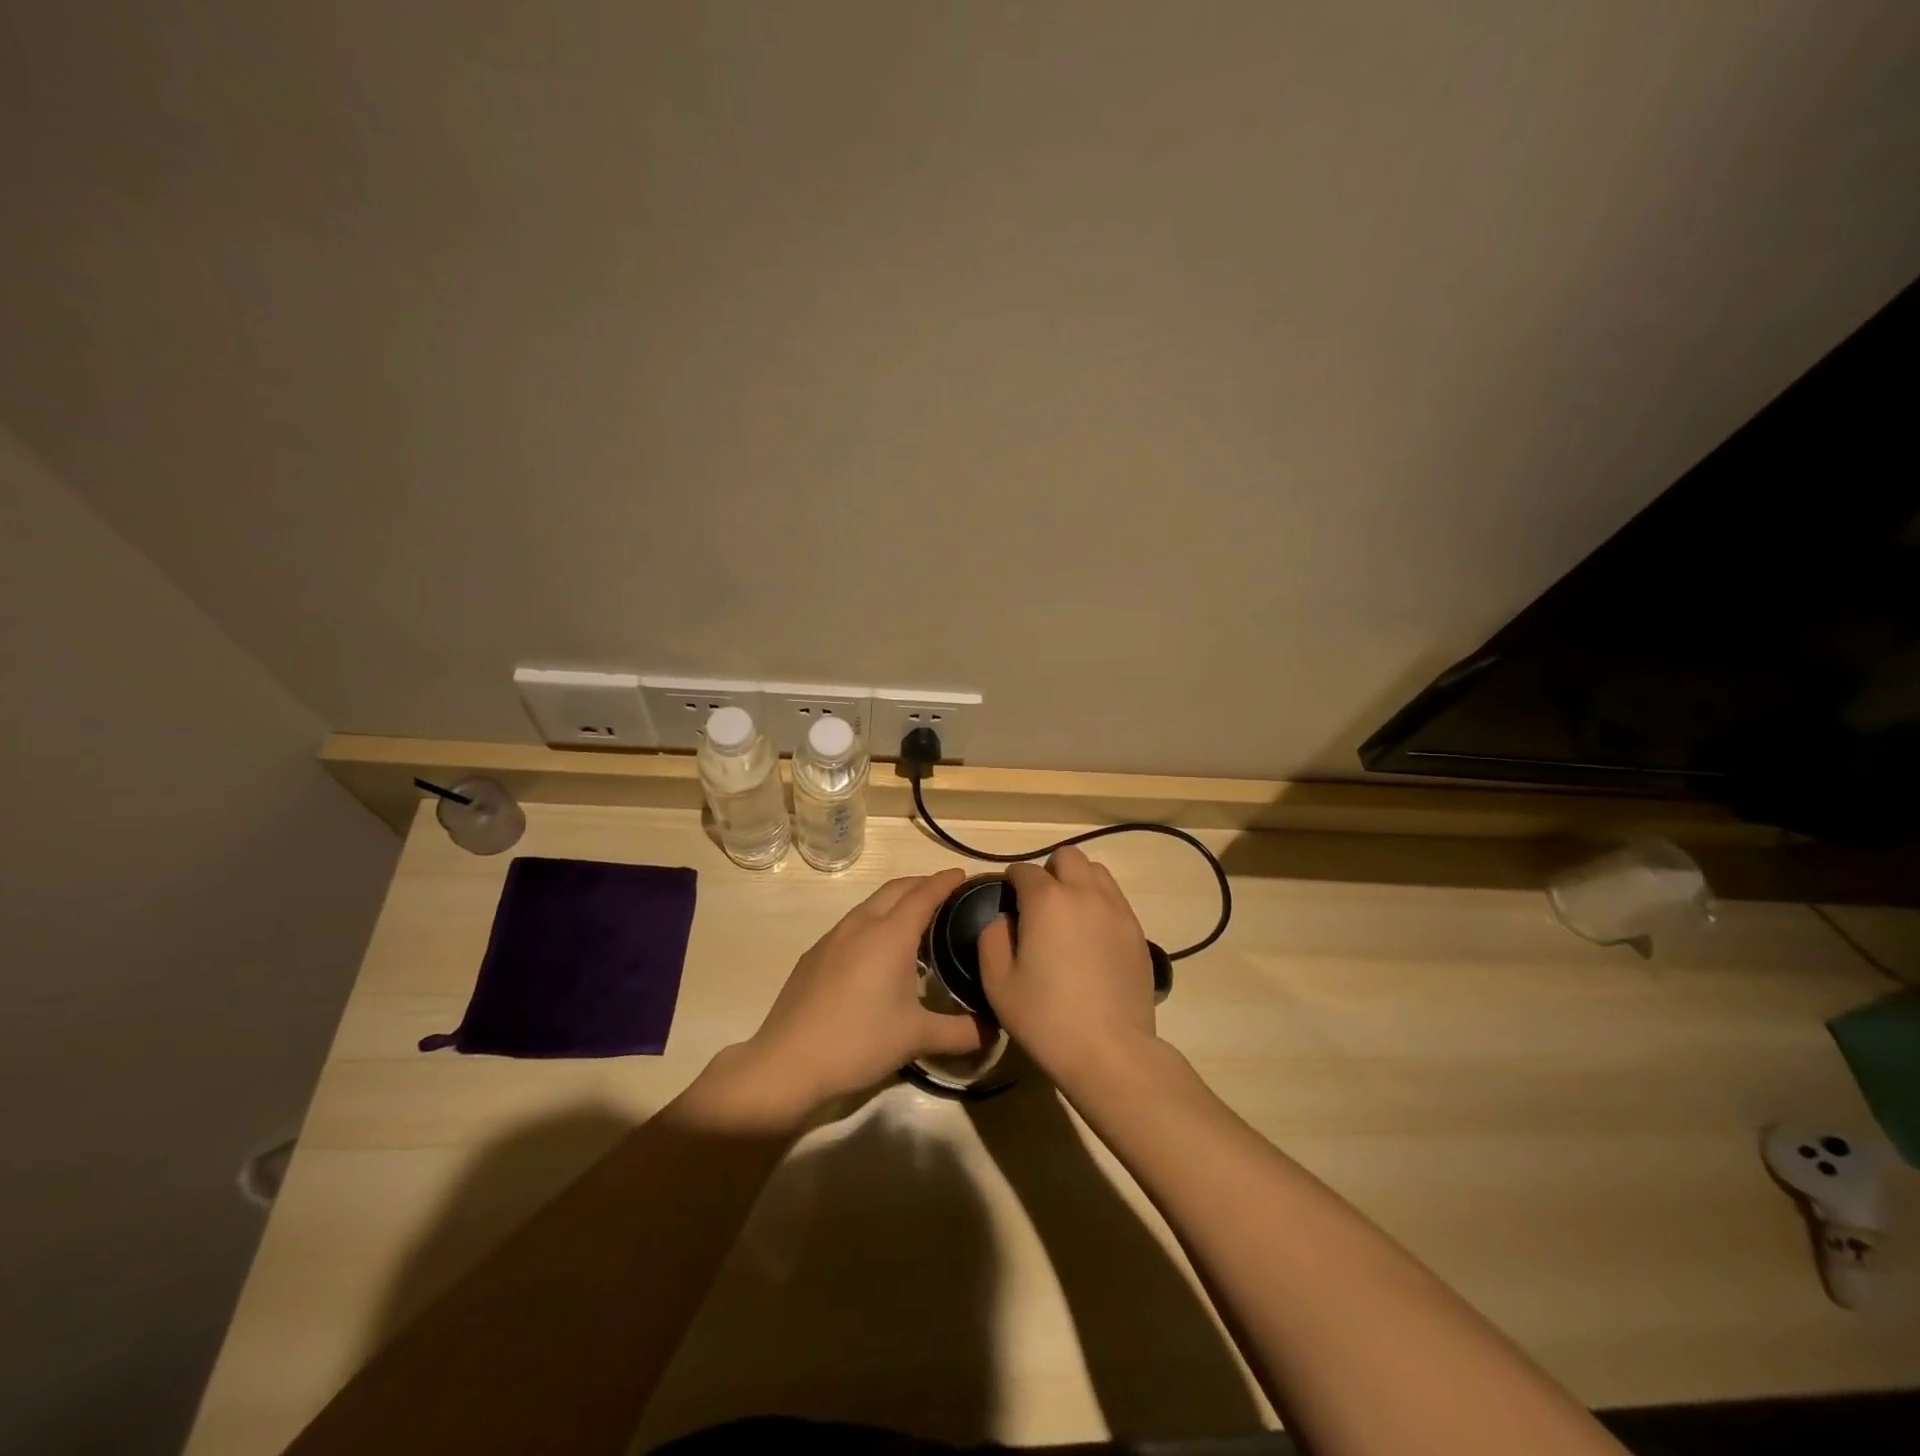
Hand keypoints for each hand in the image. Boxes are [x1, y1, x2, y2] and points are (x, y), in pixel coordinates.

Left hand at [735, 868, 989, 1114]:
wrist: (787, 1063)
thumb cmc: (859, 1042)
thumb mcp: (917, 1038)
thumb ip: (961, 1032)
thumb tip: (995, 1030)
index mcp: (890, 935)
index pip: (924, 894)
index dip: (944, 881)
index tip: (962, 874)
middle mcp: (861, 925)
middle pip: (895, 889)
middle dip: (921, 884)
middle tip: (944, 892)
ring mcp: (833, 938)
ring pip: (870, 905)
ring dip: (895, 901)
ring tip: (914, 920)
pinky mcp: (814, 955)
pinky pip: (852, 925)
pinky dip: (873, 921)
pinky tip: (876, 951)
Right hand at [977, 847, 1157, 1083]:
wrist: (1110, 1051)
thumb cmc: (1045, 1018)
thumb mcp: (998, 982)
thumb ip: (992, 938)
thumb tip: (1006, 919)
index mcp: (1047, 900)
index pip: (1024, 871)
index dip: (1011, 882)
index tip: (1007, 902)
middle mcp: (1085, 893)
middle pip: (1067, 857)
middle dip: (1049, 871)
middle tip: (1039, 905)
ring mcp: (1117, 910)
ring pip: (1097, 872)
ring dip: (1078, 882)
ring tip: (1068, 915)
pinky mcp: (1137, 932)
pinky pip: (1116, 899)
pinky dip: (1100, 903)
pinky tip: (1091, 937)